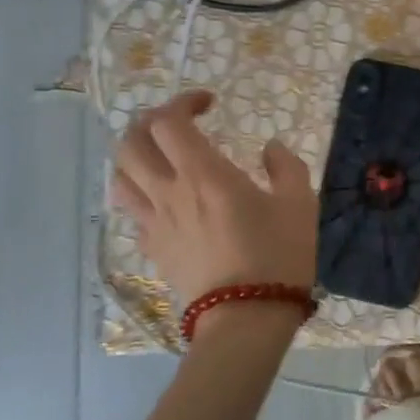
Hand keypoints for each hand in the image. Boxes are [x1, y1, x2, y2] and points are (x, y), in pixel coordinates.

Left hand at [111, 91, 317, 336]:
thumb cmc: (278, 254)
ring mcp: (155, 222)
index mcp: (204, 174)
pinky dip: (142, 192)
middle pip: (130, 143)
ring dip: (136, 156)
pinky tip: (167, 198)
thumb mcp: (299, 202)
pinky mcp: (153, 248)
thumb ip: (285, 165)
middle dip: (150, 122)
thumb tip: (270, 148)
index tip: (209, 103)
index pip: (169, 122)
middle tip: (180, 124)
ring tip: (163, 156)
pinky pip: (133, 210)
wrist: (247, 317)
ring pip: (120, 176)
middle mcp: (169, 192)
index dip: (183, 102)